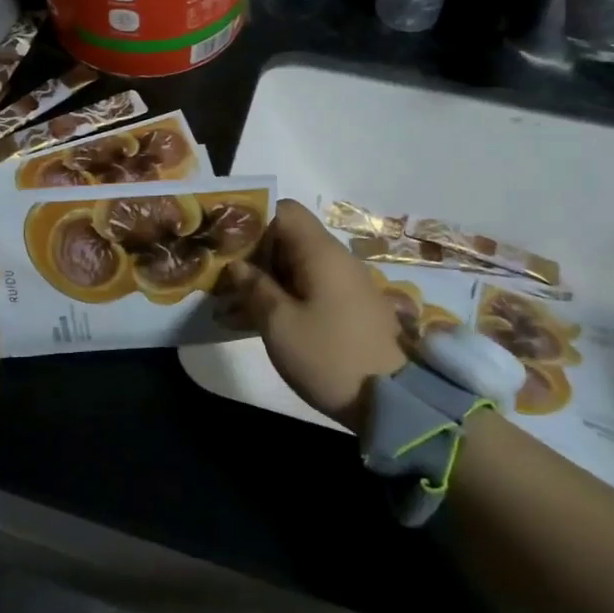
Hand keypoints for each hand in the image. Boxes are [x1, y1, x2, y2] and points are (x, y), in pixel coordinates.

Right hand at [216, 199, 406, 430]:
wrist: (394, 402)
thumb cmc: (330, 356)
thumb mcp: (280, 324)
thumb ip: (255, 288)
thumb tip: (237, 265)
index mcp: (320, 252)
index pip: (284, 211)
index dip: (252, 222)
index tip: (225, 244)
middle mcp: (335, 260)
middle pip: (287, 239)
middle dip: (251, 256)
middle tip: (219, 280)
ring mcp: (344, 286)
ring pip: (294, 268)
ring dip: (263, 282)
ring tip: (227, 306)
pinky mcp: (347, 310)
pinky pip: (307, 290)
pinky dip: (281, 298)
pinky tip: (253, 322)